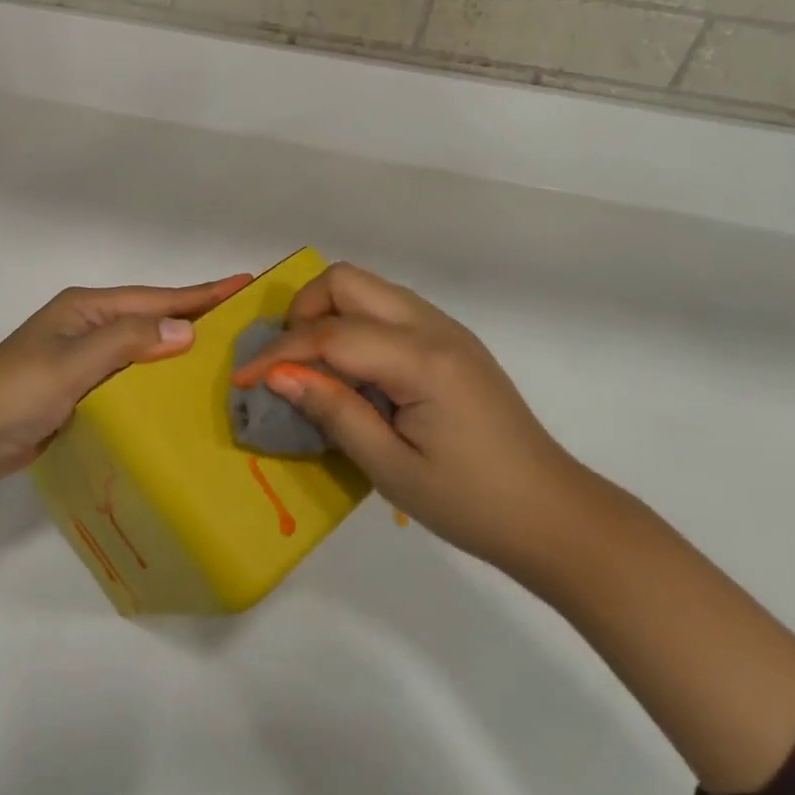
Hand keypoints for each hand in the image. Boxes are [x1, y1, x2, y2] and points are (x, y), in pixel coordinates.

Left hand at [0, 274, 250, 486]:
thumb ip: (127, 342)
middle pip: (153, 318)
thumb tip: (186, 330)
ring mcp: (84, 359)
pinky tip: (181, 393)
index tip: (244, 283)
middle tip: (245, 320)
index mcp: (87, 308)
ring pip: (144, 349)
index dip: (201, 293)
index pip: (156, 298)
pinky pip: (131, 378)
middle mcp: (89, 327)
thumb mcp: (73, 363)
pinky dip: (157, 381)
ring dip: (179, 350)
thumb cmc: (15, 392)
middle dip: (195, 317)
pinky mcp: (81, 390)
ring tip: (225, 355)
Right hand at [233, 262, 587, 571]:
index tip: (243, 380)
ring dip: (330, 313)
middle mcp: (433, 326)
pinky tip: (354, 370)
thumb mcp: (392, 469)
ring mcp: (445, 327)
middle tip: (287, 362)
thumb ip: (335, 412)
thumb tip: (280, 375)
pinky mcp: (451, 339)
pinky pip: (389, 308)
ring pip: (369, 287)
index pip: (331, 334)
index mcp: (421, 359)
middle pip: (348, 280)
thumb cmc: (472, 503)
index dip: (280, 353)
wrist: (552, 514)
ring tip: (313, 364)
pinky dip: (356, 323)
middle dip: (304, 311)